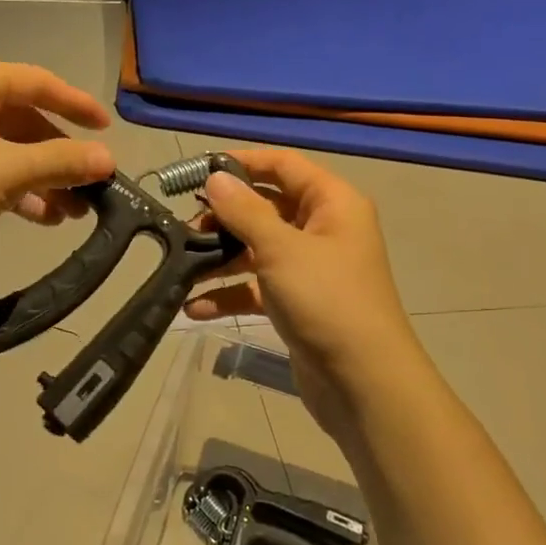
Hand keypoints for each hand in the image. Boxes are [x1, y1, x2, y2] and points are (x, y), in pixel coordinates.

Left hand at [0, 57, 114, 284]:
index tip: (108, 129)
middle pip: (25, 120)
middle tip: (94, 185)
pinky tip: (42, 217)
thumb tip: (108, 159)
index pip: (38, 82)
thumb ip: (60, 162)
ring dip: (42, 179)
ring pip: (8, 151)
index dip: (77, 105)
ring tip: (75, 212)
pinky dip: (16, 192)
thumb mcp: (5, 171)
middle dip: (60, 156)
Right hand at [183, 149, 418, 437]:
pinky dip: (230, 294)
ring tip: (182, 266)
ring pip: (258, 249)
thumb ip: (244, 211)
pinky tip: (195, 307)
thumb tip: (216, 178)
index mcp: (332, 203)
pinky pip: (257, 287)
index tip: (198, 171)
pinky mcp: (297, 303)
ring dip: (221, 258)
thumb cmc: (326, 300)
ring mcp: (310, 268)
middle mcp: (323, 229)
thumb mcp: (281, 249)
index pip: (283, 165)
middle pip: (266, 208)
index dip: (242, 162)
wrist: (363, 381)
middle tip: (184, 226)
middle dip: (225, 217)